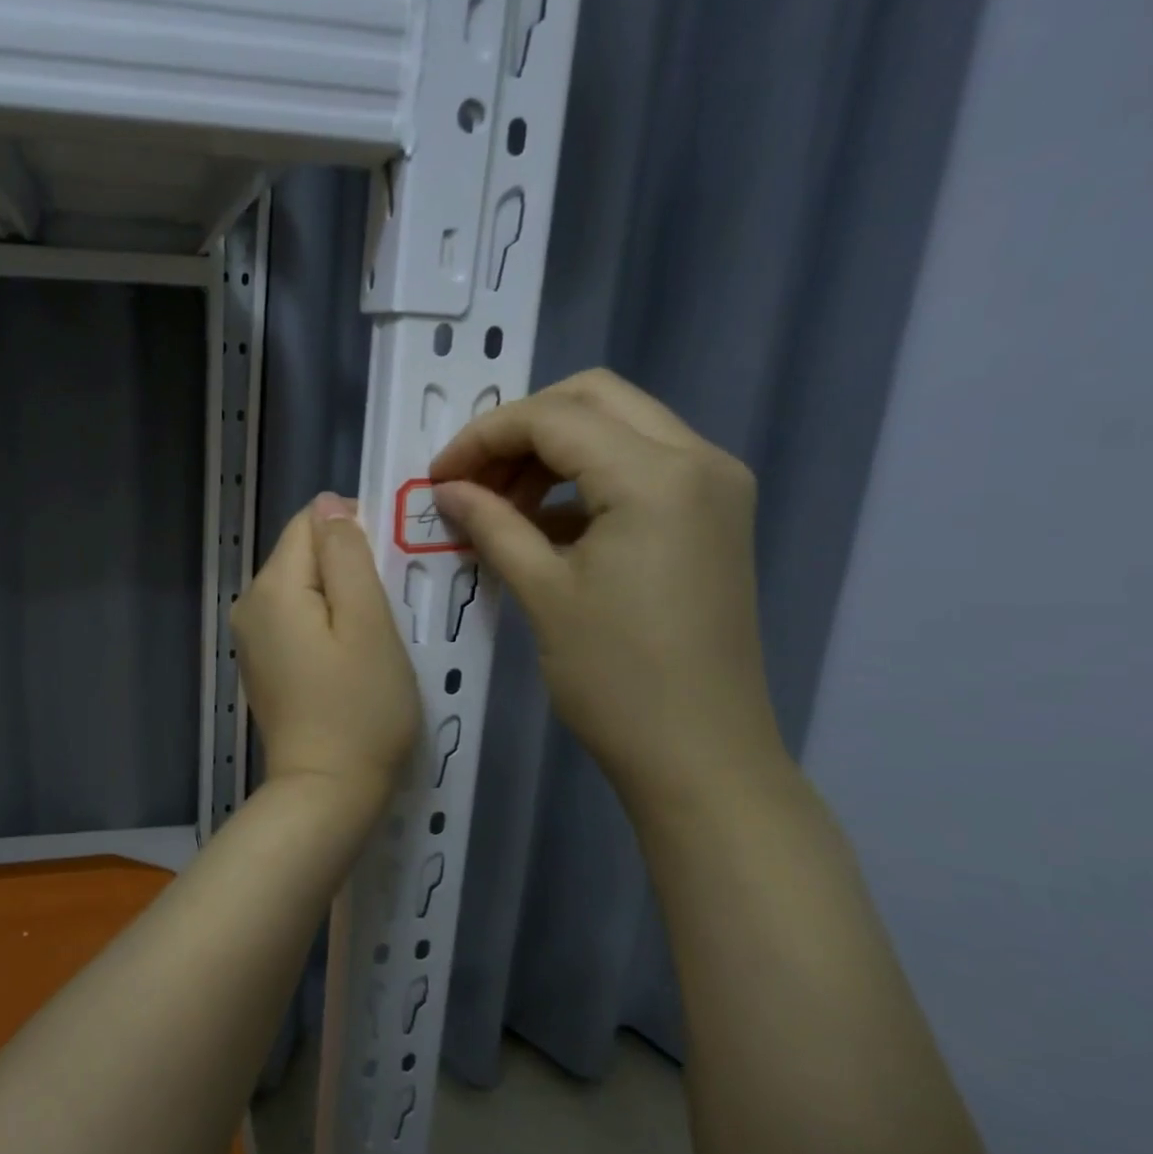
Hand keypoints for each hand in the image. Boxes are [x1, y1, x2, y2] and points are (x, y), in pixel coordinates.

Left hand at [233, 494, 420, 820]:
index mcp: (272, 586)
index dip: (355, 535)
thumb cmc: (360, 708)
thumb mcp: (368, 622)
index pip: (311, 523)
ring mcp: (251, 638)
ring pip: (304, 589)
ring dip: (341, 600)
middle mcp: (249, 604)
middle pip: (304, 556)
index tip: (390, 574)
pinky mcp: (262, 665)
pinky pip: (297, 621)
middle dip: (348, 570)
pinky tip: (349, 660)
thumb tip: (329, 505)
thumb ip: (347, 555)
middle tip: (389, 614)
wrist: (326, 793)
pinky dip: (325, 627)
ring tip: (374, 639)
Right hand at [429, 371, 783, 803]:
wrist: (702, 755)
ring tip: (501, 505)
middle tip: (472, 479)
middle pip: (592, 398)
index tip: (439, 476)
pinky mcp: (712, 515)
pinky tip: (542, 524)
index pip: (553, 417)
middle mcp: (698, 459)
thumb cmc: (616, 679)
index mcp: (656, 476)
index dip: (484, 437)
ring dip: (552, 451)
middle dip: (520, 429)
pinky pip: (640, 466)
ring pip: (618, 426)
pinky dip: (585, 478)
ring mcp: (714, 486)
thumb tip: (447, 488)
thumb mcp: (544, 593)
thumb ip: (492, 524)